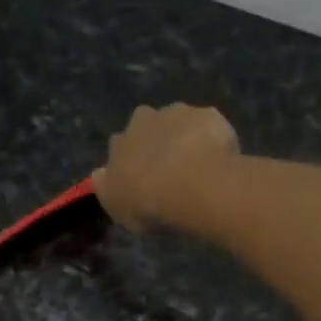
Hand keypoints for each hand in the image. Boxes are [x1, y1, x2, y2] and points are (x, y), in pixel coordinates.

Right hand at [92, 103, 240, 231]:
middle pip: (148, 127)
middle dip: (158, 141)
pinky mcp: (208, 114)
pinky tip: (219, 160)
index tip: (143, 178)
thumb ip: (108, 189)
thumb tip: (100, 173)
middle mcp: (144, 119)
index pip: (120, 146)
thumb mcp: (118, 208)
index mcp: (119, 143)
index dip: (133, 161)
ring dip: (185, 137)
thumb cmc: (149, 204)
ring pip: (179, 122)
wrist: (192, 185)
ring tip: (198, 165)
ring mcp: (178, 113)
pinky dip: (212, 139)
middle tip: (172, 169)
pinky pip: (209, 126)